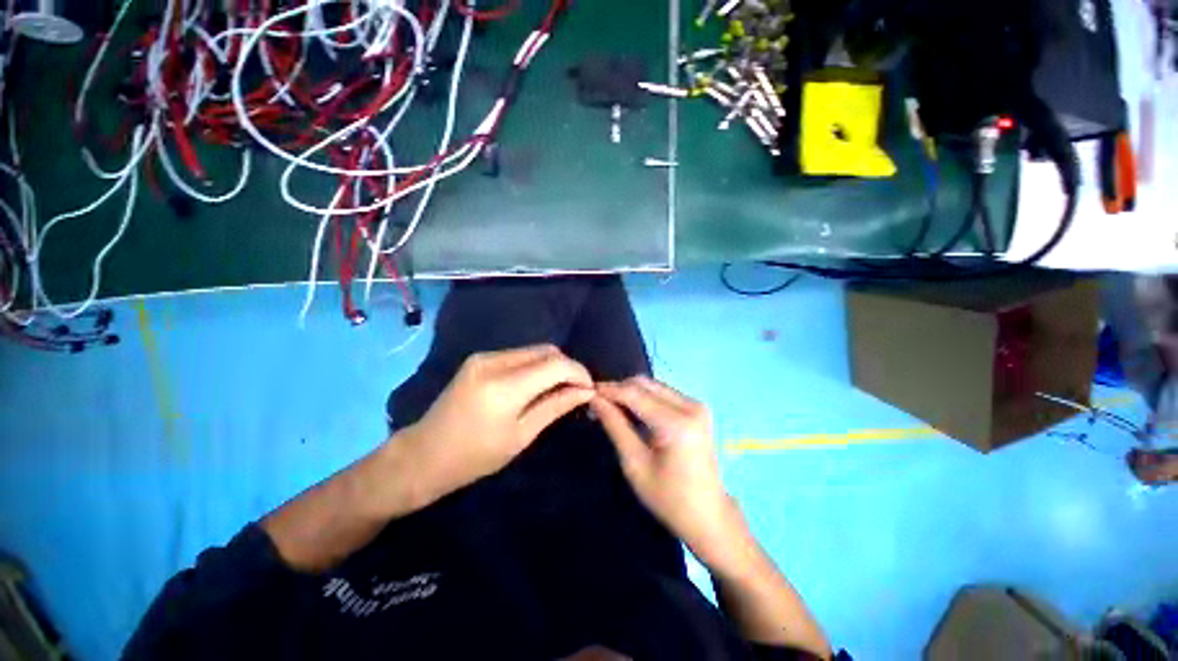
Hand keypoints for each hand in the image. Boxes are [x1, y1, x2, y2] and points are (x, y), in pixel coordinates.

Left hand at [396, 345, 593, 506]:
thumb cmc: (475, 456)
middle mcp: (495, 362)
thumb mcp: (521, 435)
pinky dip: (535, 366)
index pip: (556, 364)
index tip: (589, 388)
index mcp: (505, 386)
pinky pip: (519, 355)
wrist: (425, 454)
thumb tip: (586, 391)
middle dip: (567, 367)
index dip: (579, 372)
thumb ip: (555, 406)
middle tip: (575, 391)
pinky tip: (536, 385)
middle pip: (547, 351)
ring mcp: (485, 357)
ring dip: (552, 366)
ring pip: (534, 351)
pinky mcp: (480, 358)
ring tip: (558, 389)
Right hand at [592, 377, 745, 569]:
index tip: (586, 391)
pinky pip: (663, 393)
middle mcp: (690, 406)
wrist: (708, 515)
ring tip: (611, 407)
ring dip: (630, 392)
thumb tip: (595, 399)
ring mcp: (696, 405)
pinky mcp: (697, 408)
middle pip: (645, 384)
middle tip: (597, 403)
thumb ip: (615, 425)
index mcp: (676, 423)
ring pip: (653, 386)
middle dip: (619, 389)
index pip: (634, 394)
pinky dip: (644, 397)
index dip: (609, 390)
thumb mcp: (635, 464)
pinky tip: (631, 410)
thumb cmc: (668, 498)